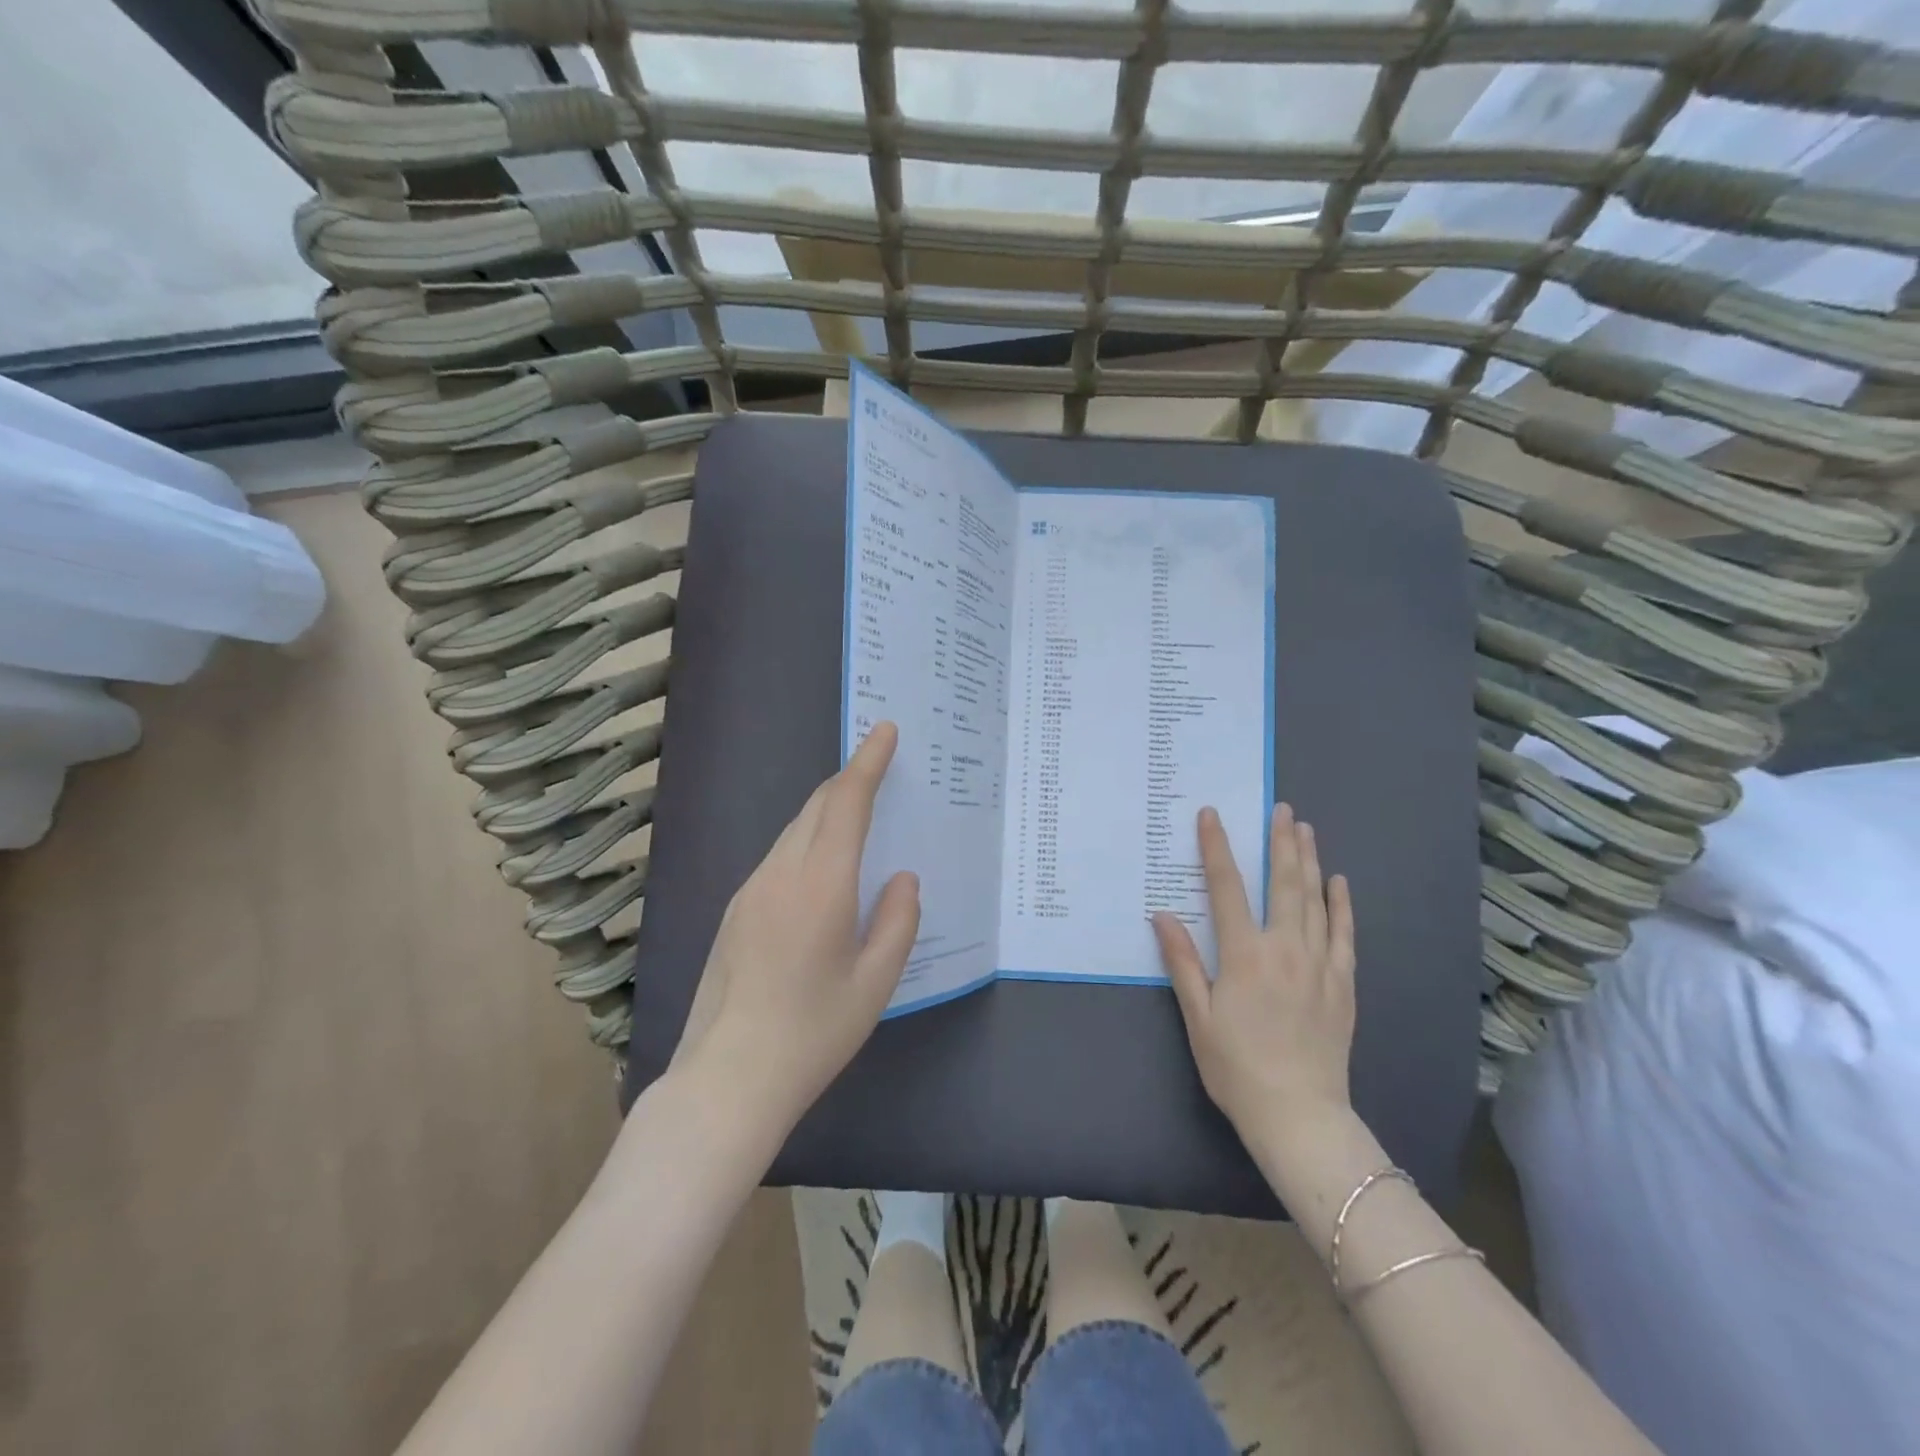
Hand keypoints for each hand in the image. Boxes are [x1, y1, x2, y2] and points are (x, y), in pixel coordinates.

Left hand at [671, 722, 920, 1136]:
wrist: (728, 1078)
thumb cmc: (813, 1032)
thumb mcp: (875, 982)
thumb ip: (897, 921)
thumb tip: (901, 878)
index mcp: (820, 884)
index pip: (846, 803)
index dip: (868, 763)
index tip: (884, 731)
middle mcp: (780, 874)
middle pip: (816, 808)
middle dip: (849, 781)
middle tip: (880, 769)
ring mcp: (750, 891)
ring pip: (793, 831)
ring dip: (826, 812)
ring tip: (857, 816)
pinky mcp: (735, 911)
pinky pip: (778, 857)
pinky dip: (807, 841)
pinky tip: (822, 869)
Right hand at [1153, 804, 1355, 1151]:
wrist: (1299, 1115)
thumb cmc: (1236, 1067)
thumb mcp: (1198, 1016)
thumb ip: (1182, 961)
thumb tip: (1162, 915)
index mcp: (1244, 954)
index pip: (1227, 888)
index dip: (1217, 848)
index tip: (1212, 816)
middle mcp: (1285, 949)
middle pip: (1282, 883)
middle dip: (1280, 842)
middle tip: (1280, 808)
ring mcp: (1319, 964)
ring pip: (1315, 900)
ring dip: (1309, 861)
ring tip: (1305, 829)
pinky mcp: (1343, 984)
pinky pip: (1344, 934)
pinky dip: (1342, 905)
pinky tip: (1339, 883)